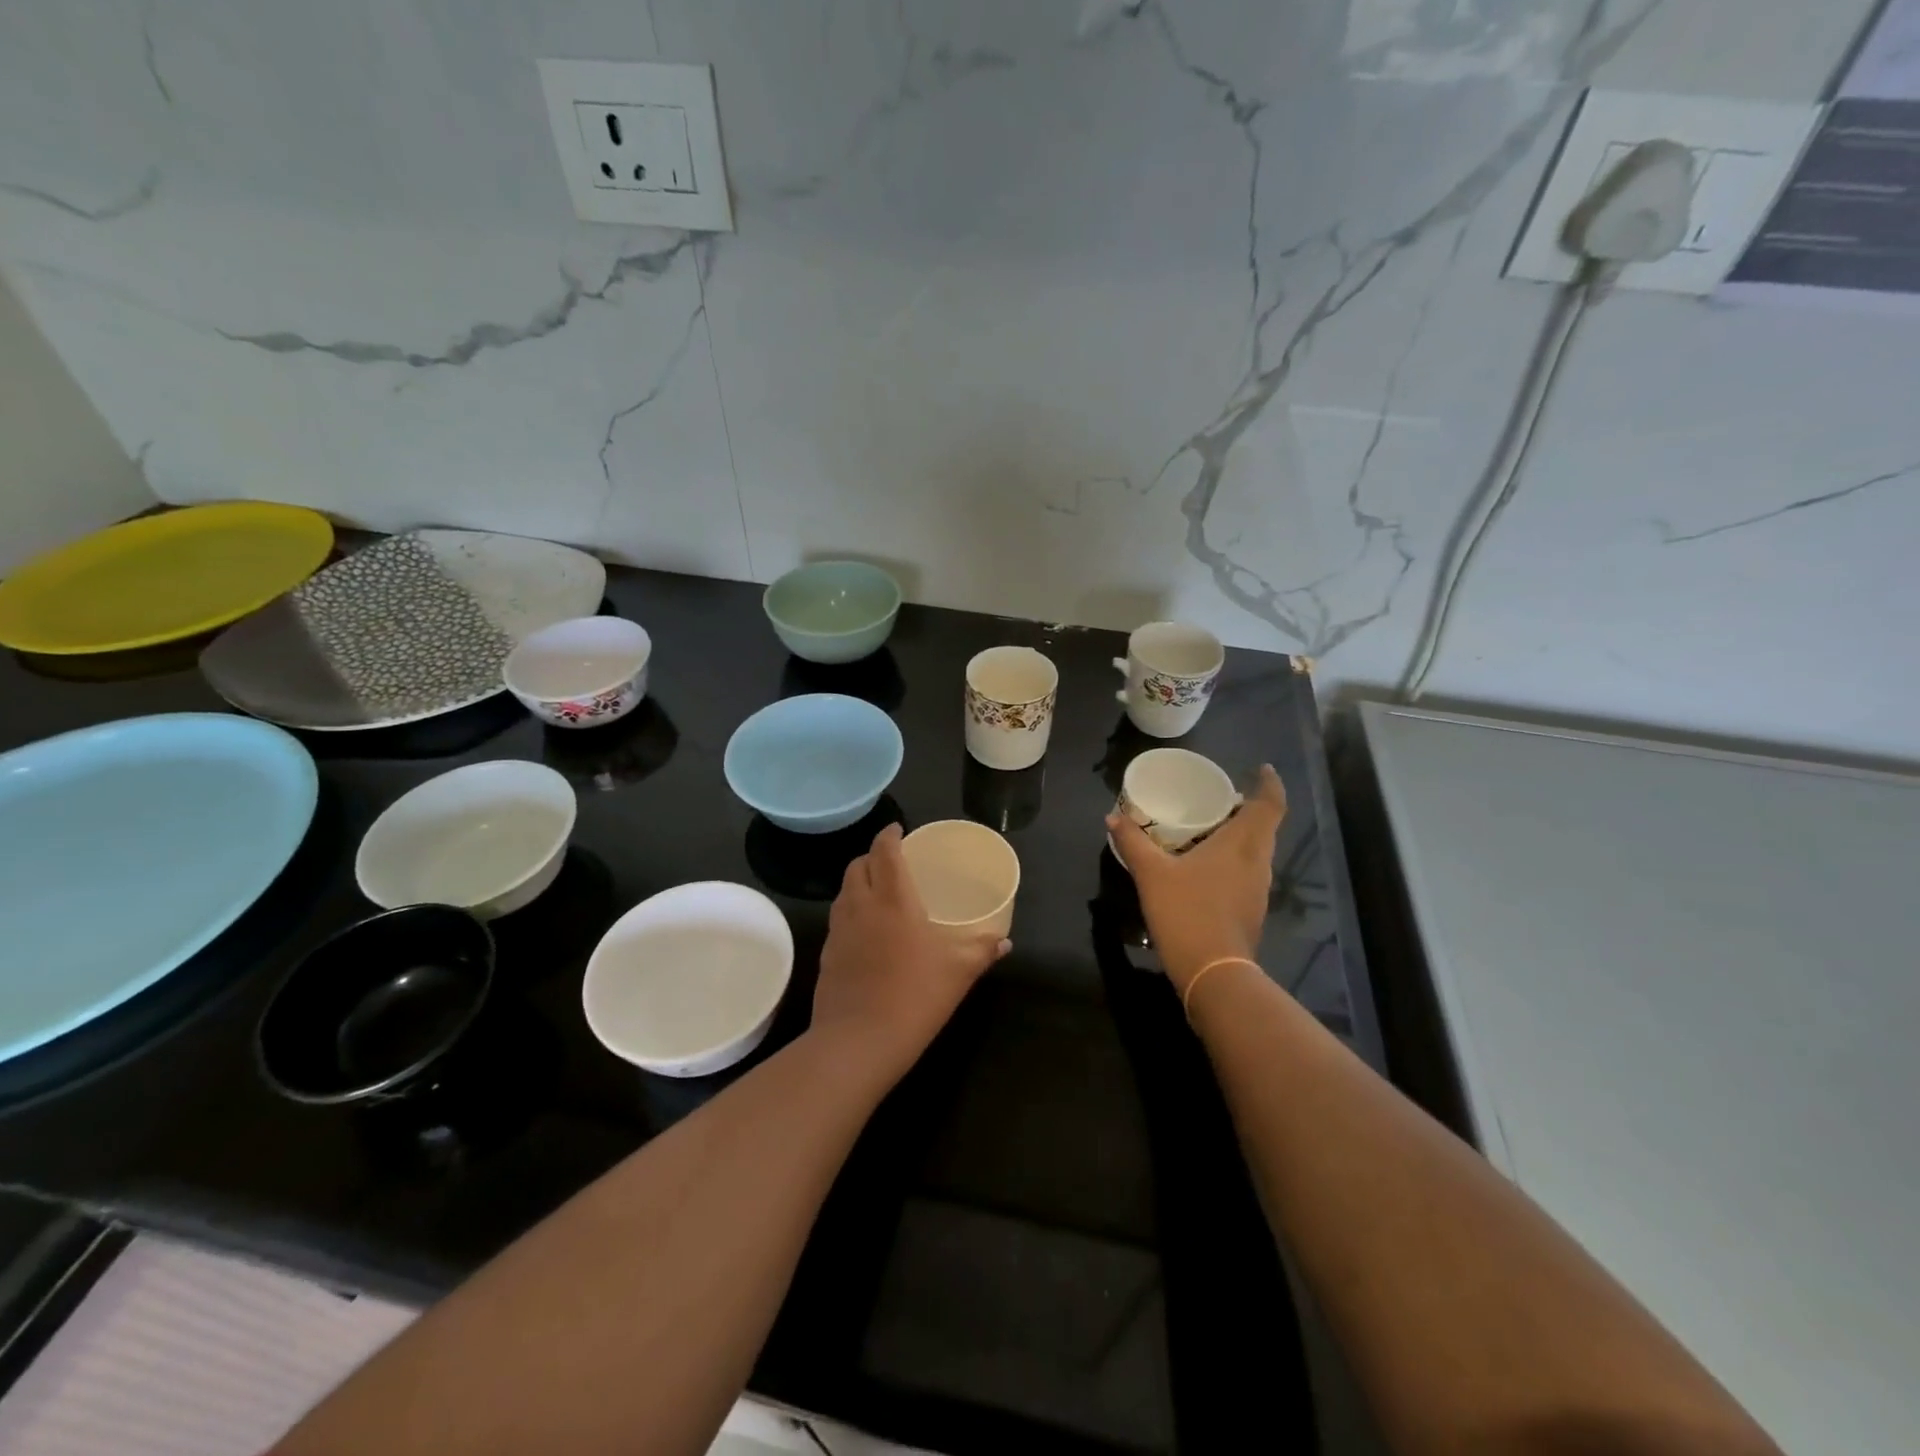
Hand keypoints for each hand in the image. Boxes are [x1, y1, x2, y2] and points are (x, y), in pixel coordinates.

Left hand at [812, 823, 1009, 1077]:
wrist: (858, 1041)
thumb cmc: (915, 994)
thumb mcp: (959, 971)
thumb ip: (983, 950)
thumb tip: (1004, 942)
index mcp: (892, 899)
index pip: (884, 851)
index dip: (889, 835)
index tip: (898, 829)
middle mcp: (860, 906)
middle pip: (857, 866)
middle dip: (872, 856)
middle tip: (891, 861)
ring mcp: (839, 931)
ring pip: (843, 892)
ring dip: (858, 882)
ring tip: (878, 892)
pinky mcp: (827, 956)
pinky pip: (838, 921)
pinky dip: (851, 912)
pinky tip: (866, 933)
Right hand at [1107, 764, 1286, 993]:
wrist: (1213, 973)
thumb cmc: (1186, 912)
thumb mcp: (1152, 873)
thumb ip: (1133, 842)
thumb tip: (1113, 817)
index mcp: (1242, 845)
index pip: (1269, 805)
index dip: (1270, 784)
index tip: (1262, 769)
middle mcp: (1258, 862)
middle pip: (1265, 826)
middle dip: (1250, 808)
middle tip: (1223, 798)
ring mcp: (1258, 890)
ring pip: (1257, 851)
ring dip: (1243, 835)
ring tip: (1212, 828)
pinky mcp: (1251, 911)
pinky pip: (1248, 872)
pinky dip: (1235, 859)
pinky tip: (1207, 867)